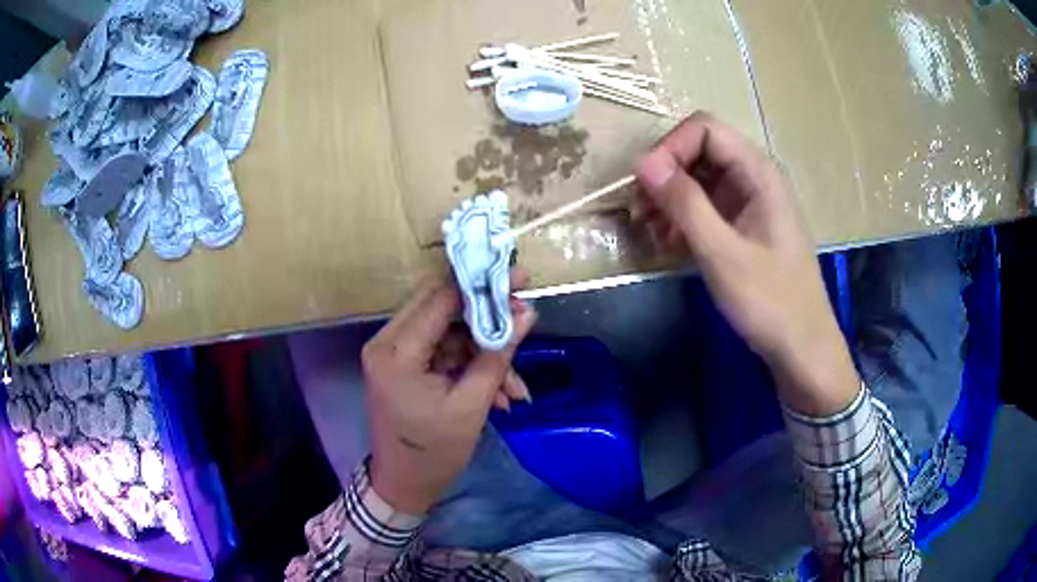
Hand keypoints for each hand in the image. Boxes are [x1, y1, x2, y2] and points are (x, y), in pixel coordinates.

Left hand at [361, 276, 536, 513]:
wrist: (404, 484)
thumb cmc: (433, 452)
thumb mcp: (471, 406)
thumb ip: (497, 356)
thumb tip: (527, 313)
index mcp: (396, 352)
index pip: (439, 299)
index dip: (481, 285)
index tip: (519, 279)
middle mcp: (387, 342)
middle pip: (442, 307)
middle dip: (486, 315)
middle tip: (523, 316)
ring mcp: (395, 353)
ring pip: (448, 332)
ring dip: (484, 351)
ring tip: (515, 386)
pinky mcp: (405, 364)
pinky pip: (444, 351)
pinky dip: (472, 365)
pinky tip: (500, 394)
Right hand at [633, 112, 857, 415]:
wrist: (802, 347)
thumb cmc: (770, 301)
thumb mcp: (722, 253)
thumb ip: (685, 204)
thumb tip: (643, 163)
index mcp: (759, 173)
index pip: (705, 129)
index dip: (670, 147)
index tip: (644, 185)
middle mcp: (755, 178)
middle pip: (700, 151)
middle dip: (666, 174)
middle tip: (639, 211)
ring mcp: (751, 202)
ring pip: (700, 179)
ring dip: (670, 198)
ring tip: (650, 231)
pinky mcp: (745, 225)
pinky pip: (708, 206)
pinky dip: (684, 218)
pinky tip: (668, 244)